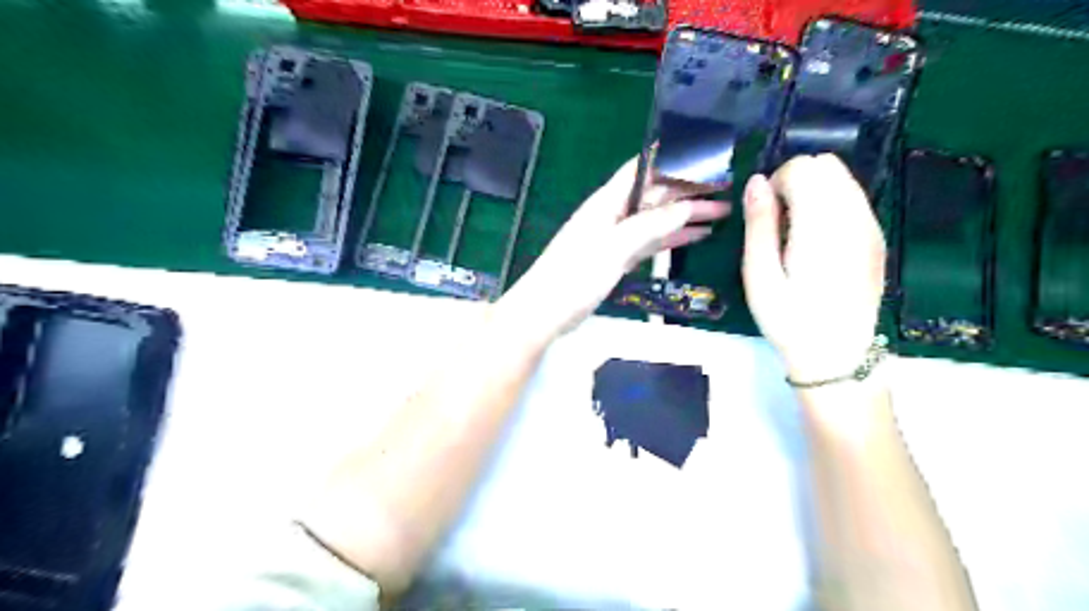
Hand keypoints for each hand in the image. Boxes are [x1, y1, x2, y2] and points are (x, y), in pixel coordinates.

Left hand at [497, 154, 724, 343]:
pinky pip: (652, 242)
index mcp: (608, 202)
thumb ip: (649, 226)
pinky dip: (674, 238)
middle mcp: (614, 214)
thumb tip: (685, 207)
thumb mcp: (614, 247)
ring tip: (723, 213)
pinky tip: (697, 236)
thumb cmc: (574, 275)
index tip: (705, 153)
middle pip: (656, 195)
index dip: (671, 158)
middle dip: (690, 190)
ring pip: (658, 219)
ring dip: (687, 215)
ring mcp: (617, 237)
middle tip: (728, 188)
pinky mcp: (619, 258)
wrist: (546, 311)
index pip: (642, 169)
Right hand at [745, 153, 888, 382]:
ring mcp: (871, 226)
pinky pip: (854, 200)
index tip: (766, 218)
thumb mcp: (759, 275)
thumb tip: (756, 181)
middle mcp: (854, 216)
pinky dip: (831, 205)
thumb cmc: (789, 319)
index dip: (776, 184)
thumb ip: (759, 224)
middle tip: (779, 224)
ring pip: (843, 179)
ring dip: (814, 192)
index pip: (803, 168)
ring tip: (797, 233)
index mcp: (821, 224)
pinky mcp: (877, 238)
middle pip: (826, 165)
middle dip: (796, 182)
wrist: (837, 355)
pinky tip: (818, 241)